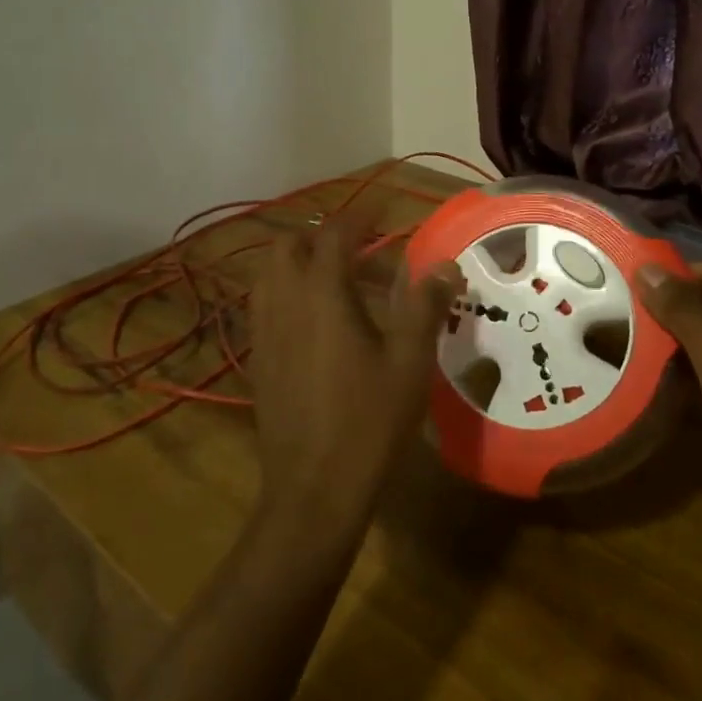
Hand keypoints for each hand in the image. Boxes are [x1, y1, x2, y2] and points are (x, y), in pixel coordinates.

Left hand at [246, 215, 461, 530]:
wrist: (314, 487)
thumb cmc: (370, 419)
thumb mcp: (410, 361)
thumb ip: (425, 306)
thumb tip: (445, 266)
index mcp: (322, 293)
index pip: (334, 234)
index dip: (358, 217)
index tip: (381, 213)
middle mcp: (284, 301)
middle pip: (288, 246)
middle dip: (319, 238)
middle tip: (358, 252)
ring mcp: (263, 330)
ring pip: (269, 275)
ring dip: (298, 264)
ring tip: (336, 284)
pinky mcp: (257, 358)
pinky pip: (264, 306)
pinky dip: (286, 295)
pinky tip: (316, 325)